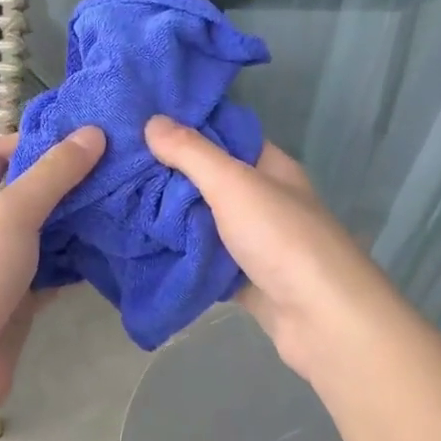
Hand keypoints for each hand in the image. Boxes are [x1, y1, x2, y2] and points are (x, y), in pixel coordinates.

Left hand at [0, 127, 105, 416]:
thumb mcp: (11, 212)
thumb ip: (53, 173)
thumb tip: (93, 132)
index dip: (33, 138)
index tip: (82, 136)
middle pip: (27, 191)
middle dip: (68, 180)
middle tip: (118, 166)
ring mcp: (1, 265)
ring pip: (46, 232)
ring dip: (79, 220)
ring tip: (126, 200)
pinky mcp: (20, 298)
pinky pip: (54, 269)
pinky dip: (79, 260)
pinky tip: (113, 248)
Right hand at [145, 116, 407, 383]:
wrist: (323, 320)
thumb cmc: (282, 239)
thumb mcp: (234, 184)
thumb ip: (192, 153)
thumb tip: (152, 120)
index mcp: (269, 168)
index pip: (223, 135)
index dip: (185, 128)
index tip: (139, 123)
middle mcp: (263, 200)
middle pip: (209, 179)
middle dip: (168, 175)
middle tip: (118, 166)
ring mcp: (254, 241)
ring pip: (203, 221)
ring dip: (169, 217)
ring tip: (119, 203)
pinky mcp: (243, 278)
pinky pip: (204, 259)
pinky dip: (179, 254)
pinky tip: (141, 246)